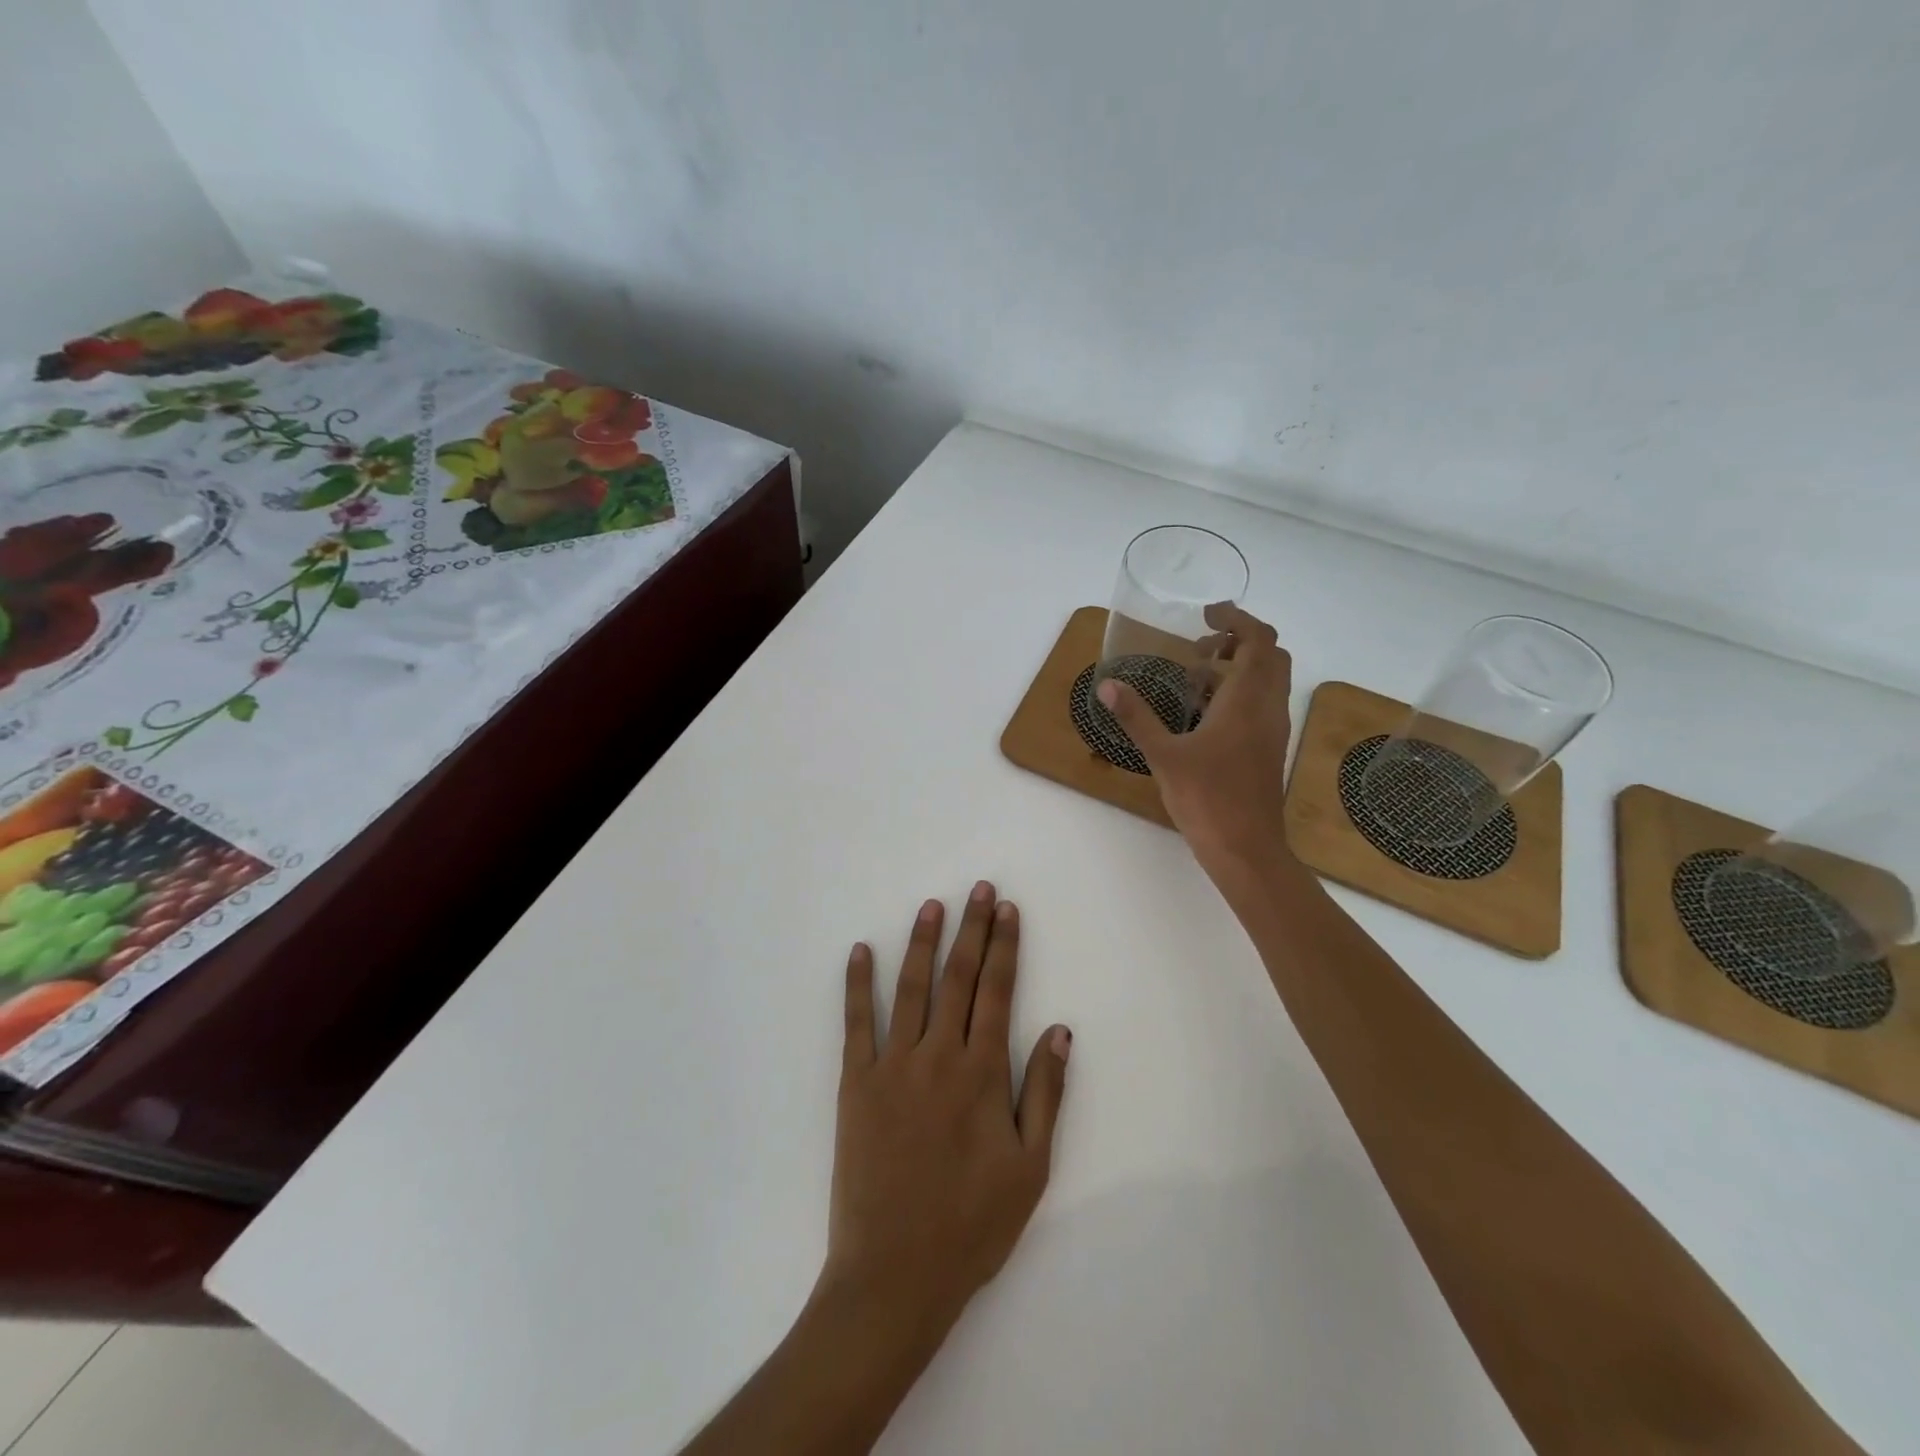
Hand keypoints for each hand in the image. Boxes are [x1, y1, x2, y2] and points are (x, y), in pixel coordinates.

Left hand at [821, 882, 1070, 1347]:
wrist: (894, 1275)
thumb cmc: (971, 1226)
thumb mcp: (1029, 1169)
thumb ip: (1045, 1094)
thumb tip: (1060, 1030)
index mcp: (981, 1074)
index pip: (998, 992)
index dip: (1005, 947)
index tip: (1009, 910)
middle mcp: (938, 1056)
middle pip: (958, 978)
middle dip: (972, 929)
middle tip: (979, 889)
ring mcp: (892, 1065)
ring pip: (910, 988)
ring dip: (922, 942)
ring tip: (932, 906)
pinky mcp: (855, 1083)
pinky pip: (856, 1023)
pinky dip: (858, 984)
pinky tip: (859, 951)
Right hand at [1097, 604, 1297, 885]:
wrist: (1246, 849)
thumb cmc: (1207, 799)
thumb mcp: (1164, 756)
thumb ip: (1136, 717)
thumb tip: (1107, 686)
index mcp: (1247, 700)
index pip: (1258, 639)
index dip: (1236, 618)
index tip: (1205, 614)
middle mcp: (1268, 708)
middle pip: (1271, 654)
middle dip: (1239, 640)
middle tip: (1200, 647)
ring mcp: (1273, 730)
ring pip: (1269, 680)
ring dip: (1240, 666)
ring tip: (1196, 676)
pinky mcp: (1269, 749)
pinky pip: (1262, 703)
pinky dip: (1241, 692)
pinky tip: (1205, 713)